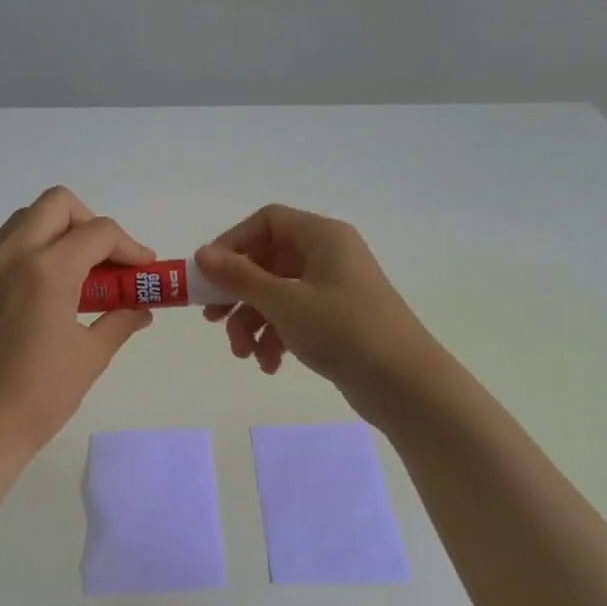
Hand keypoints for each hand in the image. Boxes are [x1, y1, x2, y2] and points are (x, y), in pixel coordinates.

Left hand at [0, 187, 155, 459]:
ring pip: (21, 223)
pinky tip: (35, 302)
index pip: (98, 232)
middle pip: (55, 204)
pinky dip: (25, 261)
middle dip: (88, 223)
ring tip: (71, 277)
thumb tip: (141, 308)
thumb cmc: (42, 395)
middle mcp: (10, 257)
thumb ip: (120, 320)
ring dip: (54, 236)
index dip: (129, 246)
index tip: (142, 269)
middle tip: (102, 260)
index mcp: (48, 271)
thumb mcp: (91, 356)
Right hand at [194, 205, 444, 417]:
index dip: (233, 243)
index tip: (208, 275)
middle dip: (238, 294)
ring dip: (253, 323)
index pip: (267, 222)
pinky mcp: (337, 320)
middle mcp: (329, 256)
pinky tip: (270, 365)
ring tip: (244, 354)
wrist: (404, 383)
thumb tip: (202, 254)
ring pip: (277, 294)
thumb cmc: (343, 330)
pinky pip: (295, 318)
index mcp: (322, 237)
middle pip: (268, 261)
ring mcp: (334, 289)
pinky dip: (277, 338)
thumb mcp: (284, 302)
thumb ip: (239, 277)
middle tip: (212, 320)